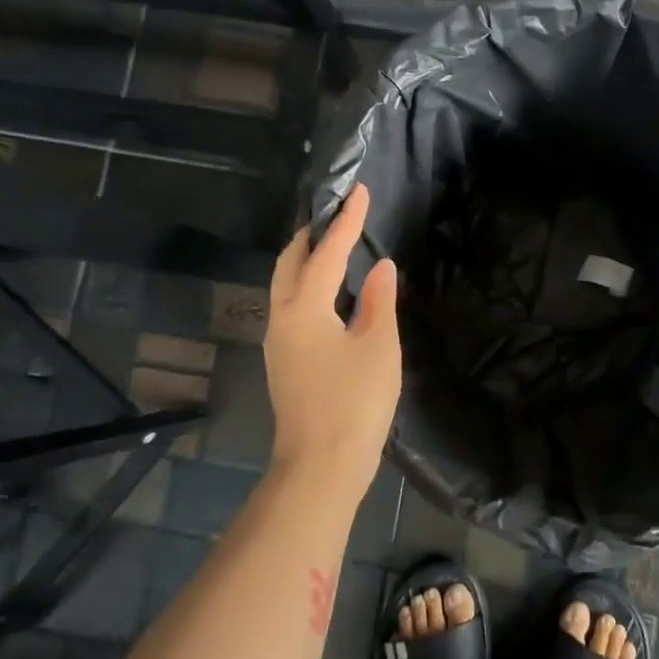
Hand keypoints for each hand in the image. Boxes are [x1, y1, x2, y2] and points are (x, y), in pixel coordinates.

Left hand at [265, 183, 400, 500]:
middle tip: (338, 215)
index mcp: (304, 309)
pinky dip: (308, 286)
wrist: (321, 467)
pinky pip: (292, 307)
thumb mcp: (378, 347)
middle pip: (290, 264)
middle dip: (312, 235)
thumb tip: (379, 266)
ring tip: (334, 247)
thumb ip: (379, 301)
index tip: (359, 191)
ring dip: (306, 261)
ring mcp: (278, 342)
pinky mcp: (284, 362)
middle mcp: (281, 318)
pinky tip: (331, 294)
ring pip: (286, 286)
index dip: (346, 222)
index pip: (326, 253)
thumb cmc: (354, 403)